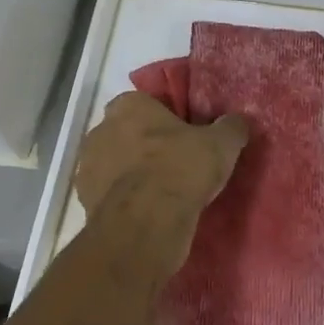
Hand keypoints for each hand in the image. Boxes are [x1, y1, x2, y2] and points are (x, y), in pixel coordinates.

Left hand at [75, 92, 249, 266]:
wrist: (146, 221)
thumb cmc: (181, 168)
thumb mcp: (221, 144)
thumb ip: (231, 127)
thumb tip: (239, 121)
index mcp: (129, 106)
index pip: (146, 103)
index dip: (165, 119)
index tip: (184, 136)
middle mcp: (101, 129)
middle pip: (126, 132)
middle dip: (144, 144)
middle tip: (174, 163)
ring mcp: (87, 166)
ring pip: (114, 163)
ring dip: (131, 173)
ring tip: (161, 192)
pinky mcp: (84, 199)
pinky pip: (108, 193)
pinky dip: (123, 199)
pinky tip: (146, 211)